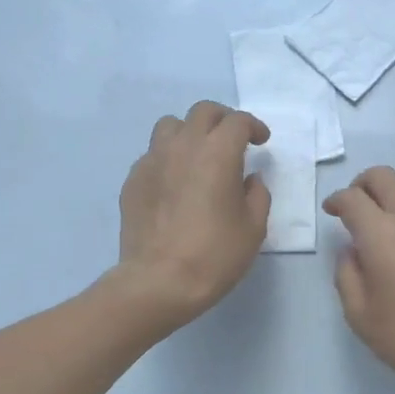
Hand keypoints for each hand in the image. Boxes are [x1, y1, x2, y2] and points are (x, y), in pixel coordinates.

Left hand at [114, 101, 270, 331]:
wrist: (159, 281)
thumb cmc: (214, 254)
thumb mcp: (253, 228)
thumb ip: (257, 195)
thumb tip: (249, 180)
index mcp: (217, 153)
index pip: (237, 122)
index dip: (253, 126)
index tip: (261, 141)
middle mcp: (183, 146)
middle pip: (202, 112)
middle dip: (222, 120)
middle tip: (233, 140)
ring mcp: (152, 161)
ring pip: (170, 126)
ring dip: (190, 132)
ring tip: (199, 154)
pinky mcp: (133, 180)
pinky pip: (153, 155)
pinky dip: (169, 158)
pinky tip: (175, 183)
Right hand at [323, 167, 394, 393]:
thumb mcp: (360, 316)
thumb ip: (348, 276)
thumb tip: (353, 252)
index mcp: (381, 235)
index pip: (352, 198)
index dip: (336, 200)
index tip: (332, 212)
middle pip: (384, 177)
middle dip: (363, 184)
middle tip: (357, 207)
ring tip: (391, 218)